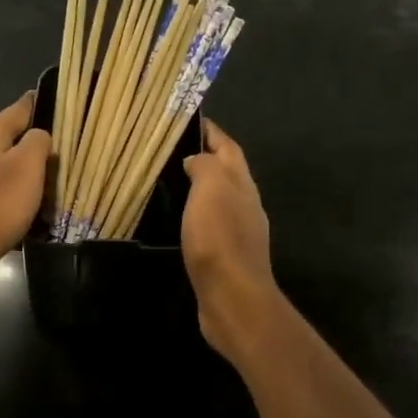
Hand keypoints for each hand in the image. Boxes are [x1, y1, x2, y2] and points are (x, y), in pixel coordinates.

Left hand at [0, 93, 50, 285]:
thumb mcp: (29, 166)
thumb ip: (38, 141)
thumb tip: (39, 134)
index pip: (18, 109)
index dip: (36, 104)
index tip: (52, 100)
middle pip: (5, 137)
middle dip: (27, 141)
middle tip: (54, 151)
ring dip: (14, 169)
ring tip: (38, 181)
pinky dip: (3, 191)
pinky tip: (15, 205)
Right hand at [182, 119, 281, 361]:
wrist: (233, 298)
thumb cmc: (219, 238)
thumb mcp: (211, 190)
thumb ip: (205, 167)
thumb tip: (197, 159)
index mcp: (242, 184)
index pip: (228, 148)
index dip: (212, 132)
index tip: (190, 119)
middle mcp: (246, 204)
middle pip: (228, 172)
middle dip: (207, 157)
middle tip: (174, 150)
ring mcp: (240, 232)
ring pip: (221, 199)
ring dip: (201, 188)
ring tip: (172, 182)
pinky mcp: (227, 257)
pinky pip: (212, 225)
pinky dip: (198, 215)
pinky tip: (181, 222)